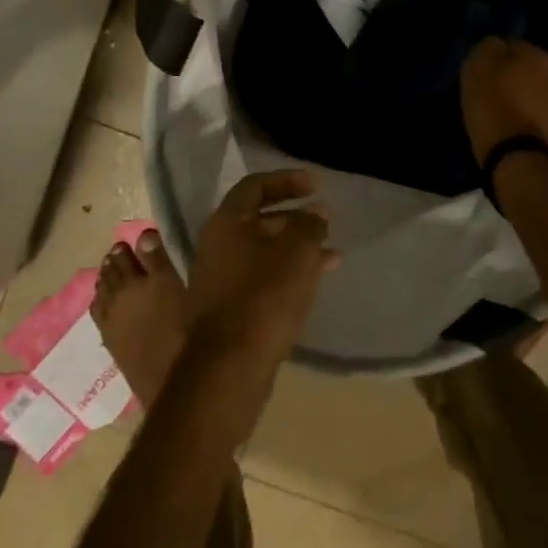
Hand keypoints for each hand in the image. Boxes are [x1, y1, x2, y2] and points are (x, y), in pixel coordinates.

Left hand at [183, 170, 337, 422]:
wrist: (228, 368)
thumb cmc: (264, 297)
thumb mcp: (298, 251)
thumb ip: (310, 224)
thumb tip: (315, 213)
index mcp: (226, 222)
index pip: (255, 186)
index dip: (287, 180)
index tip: (317, 184)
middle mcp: (215, 245)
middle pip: (258, 218)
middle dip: (295, 217)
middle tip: (325, 220)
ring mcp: (218, 278)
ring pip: (263, 250)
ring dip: (296, 247)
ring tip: (332, 254)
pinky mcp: (226, 308)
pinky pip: (260, 277)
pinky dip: (286, 272)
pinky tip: (313, 282)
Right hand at [461, 37, 547, 163]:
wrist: (516, 156)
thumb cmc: (493, 105)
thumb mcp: (477, 67)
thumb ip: (489, 48)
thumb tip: (497, 45)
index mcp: (539, 55)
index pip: (514, 46)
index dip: (497, 57)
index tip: (483, 70)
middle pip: (531, 70)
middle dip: (516, 77)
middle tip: (494, 90)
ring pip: (539, 93)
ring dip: (526, 98)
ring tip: (504, 111)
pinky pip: (541, 116)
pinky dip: (530, 119)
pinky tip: (514, 127)